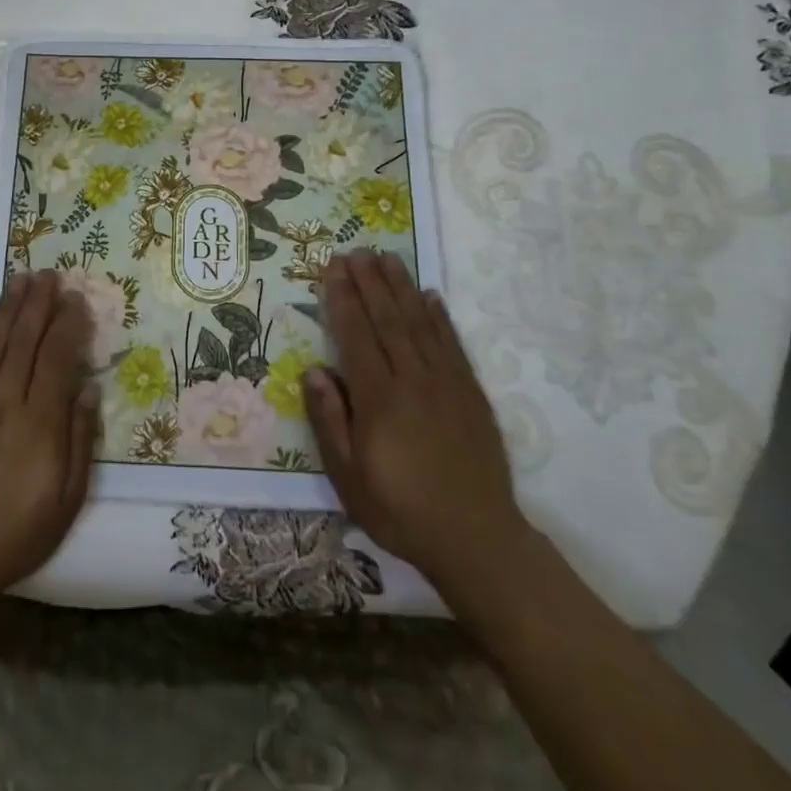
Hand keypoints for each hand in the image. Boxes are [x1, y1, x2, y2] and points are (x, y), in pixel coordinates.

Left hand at [0, 271, 100, 610]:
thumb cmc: (19, 530)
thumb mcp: (68, 499)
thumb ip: (81, 439)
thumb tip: (87, 388)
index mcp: (40, 425)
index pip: (57, 359)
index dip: (68, 324)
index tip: (77, 299)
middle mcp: (6, 403)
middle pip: (25, 340)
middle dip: (39, 303)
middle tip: (50, 274)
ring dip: (11, 307)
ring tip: (23, 278)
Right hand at [304, 251, 537, 624]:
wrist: (476, 539)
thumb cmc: (400, 510)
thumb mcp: (348, 477)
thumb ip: (329, 421)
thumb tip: (313, 370)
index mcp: (379, 399)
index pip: (356, 335)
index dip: (343, 298)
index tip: (332, 268)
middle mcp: (413, 380)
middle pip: (387, 319)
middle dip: (369, 282)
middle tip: (356, 250)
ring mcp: (447, 383)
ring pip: (420, 323)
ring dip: (402, 287)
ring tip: (387, 258)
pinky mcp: (471, 393)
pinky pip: (453, 344)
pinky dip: (440, 317)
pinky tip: (430, 296)